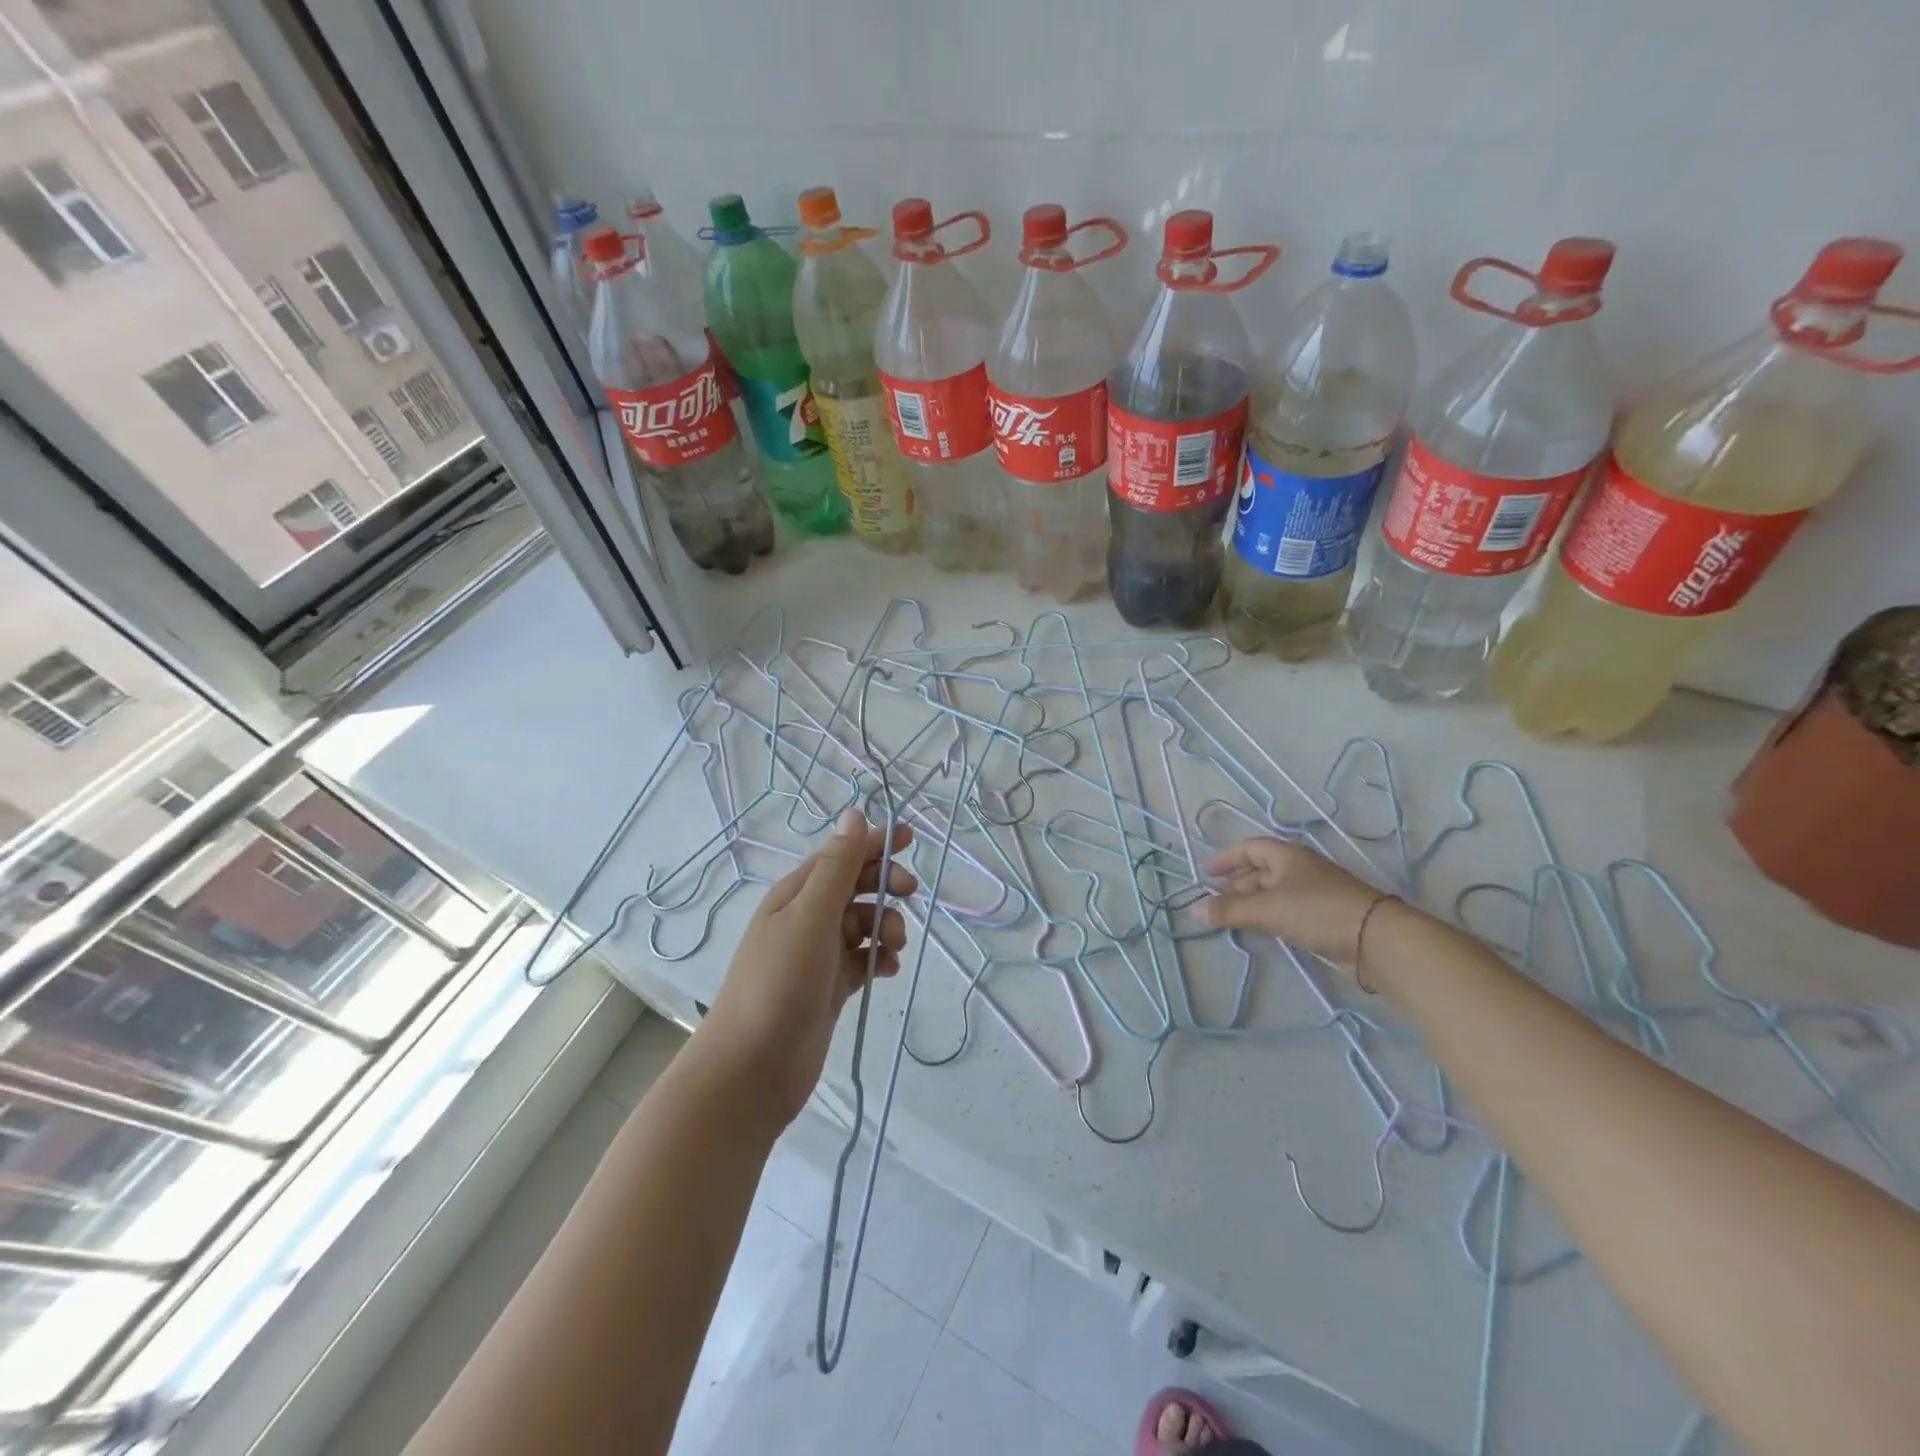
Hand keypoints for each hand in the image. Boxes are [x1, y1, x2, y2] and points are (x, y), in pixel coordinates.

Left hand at [697, 808, 915, 1130]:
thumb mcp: (810, 916)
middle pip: (855, 887)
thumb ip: (837, 867)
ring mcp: (818, 955)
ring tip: (894, 946)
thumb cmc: (779, 982)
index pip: (841, 855)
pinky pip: (864, 960)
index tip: (910, 838)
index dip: (874, 842)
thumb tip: (855, 815)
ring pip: (863, 924)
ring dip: (886, 925)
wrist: (751, 1069)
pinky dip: (880, 959)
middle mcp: (806, 918)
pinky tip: (889, 970)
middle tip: (909, 893)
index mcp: (796, 894)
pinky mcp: (830, 987)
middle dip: (884, 885)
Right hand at [1202, 837, 1394, 967]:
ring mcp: (1313, 892)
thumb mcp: (1266, 909)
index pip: (1249, 848)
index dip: (1226, 858)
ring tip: (1230, 917)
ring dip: (1251, 902)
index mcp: (1287, 855)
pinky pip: (1286, 909)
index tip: (1206, 872)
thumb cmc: (1316, 911)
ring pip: (1273, 892)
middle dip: (1236, 884)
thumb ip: (1228, 910)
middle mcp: (1299, 868)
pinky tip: (1259, 928)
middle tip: (1214, 900)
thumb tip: (1193, 910)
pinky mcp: (1323, 915)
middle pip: (1260, 870)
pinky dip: (1268, 915)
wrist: (1375, 939)